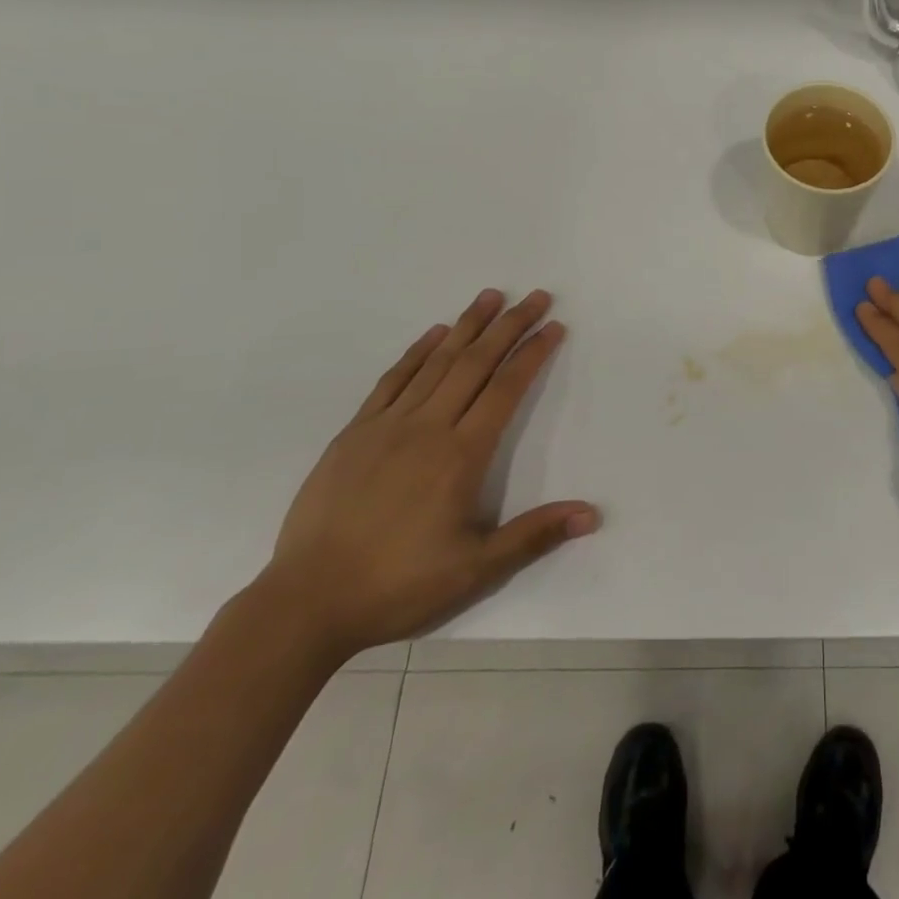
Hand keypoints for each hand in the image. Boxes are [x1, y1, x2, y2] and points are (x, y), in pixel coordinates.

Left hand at [261, 289, 598, 660]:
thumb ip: (534, 535)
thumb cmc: (399, 585)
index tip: (554, 327)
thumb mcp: (476, 570)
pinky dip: (417, 352)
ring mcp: (387, 426)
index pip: (506, 389)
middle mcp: (427, 428)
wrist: (306, 603)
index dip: (532, 354)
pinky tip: (434, 333)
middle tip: (536, 296)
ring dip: (467, 325)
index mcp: (461, 456)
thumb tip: (591, 514)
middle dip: (510, 326)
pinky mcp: (354, 433)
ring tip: (491, 295)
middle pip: (476, 363)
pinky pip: (392, 380)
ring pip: (436, 362)